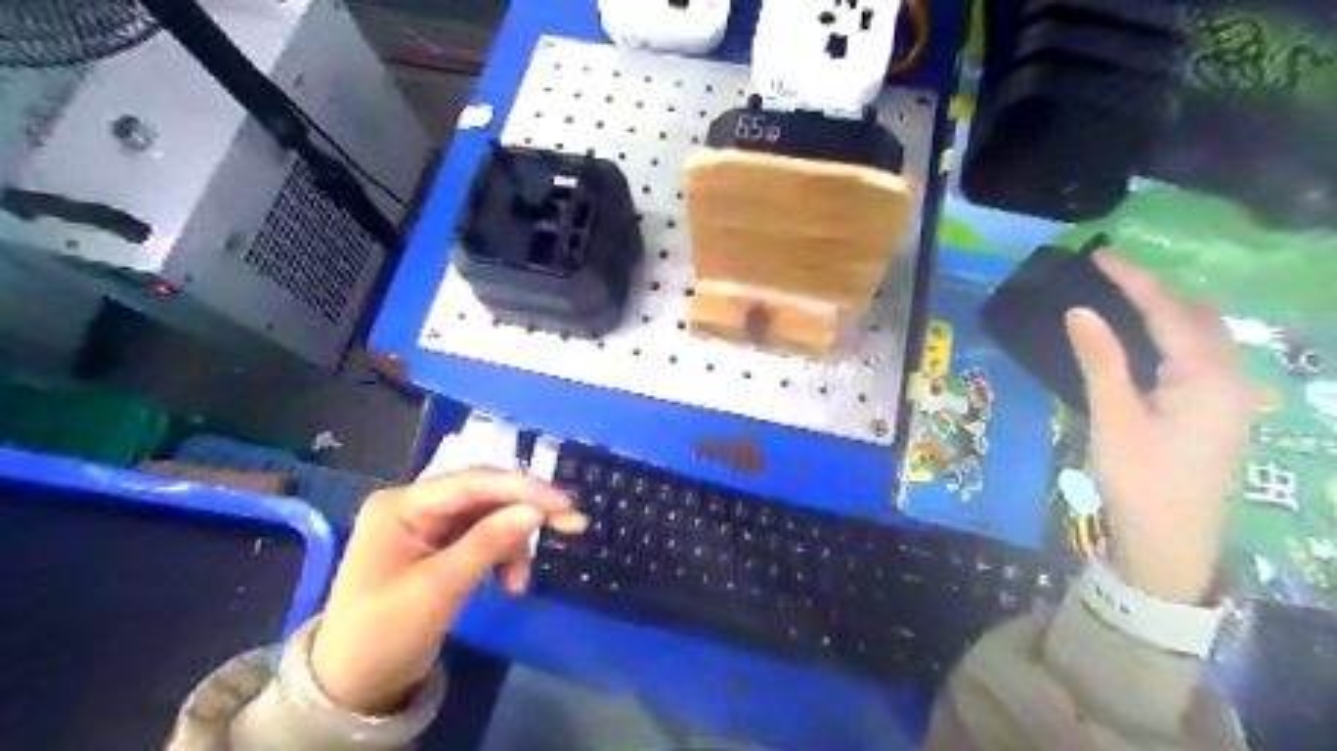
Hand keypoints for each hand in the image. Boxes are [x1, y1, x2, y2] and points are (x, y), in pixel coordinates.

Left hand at [313, 465, 587, 715]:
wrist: (353, 689)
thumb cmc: (384, 635)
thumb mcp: (438, 589)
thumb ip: (488, 543)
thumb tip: (536, 511)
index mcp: (402, 505)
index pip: (472, 482)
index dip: (521, 488)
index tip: (564, 503)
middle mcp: (416, 505)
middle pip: (485, 495)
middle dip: (525, 512)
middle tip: (570, 525)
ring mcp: (428, 526)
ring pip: (490, 517)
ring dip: (513, 544)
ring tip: (519, 583)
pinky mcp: (441, 547)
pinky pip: (485, 538)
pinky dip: (503, 556)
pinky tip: (509, 582)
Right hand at [1066, 251, 1255, 604]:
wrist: (1173, 542)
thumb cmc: (1140, 479)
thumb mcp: (1114, 418)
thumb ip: (1101, 361)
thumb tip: (1080, 310)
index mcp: (1206, 377)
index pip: (1168, 311)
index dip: (1134, 280)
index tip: (1100, 255)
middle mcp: (1229, 378)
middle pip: (1197, 316)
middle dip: (1157, 290)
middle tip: (1110, 276)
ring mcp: (1230, 397)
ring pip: (1204, 336)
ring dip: (1168, 311)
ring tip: (1124, 298)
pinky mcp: (1219, 412)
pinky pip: (1201, 356)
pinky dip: (1174, 336)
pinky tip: (1149, 341)